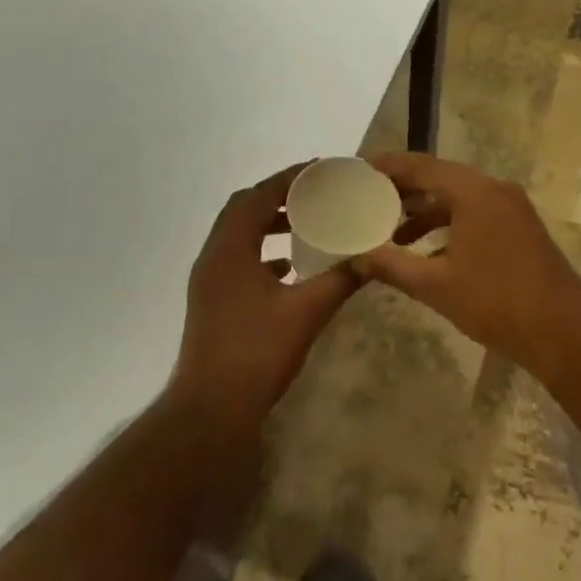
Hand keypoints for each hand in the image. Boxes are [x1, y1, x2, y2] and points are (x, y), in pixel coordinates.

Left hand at [169, 162, 359, 429]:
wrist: (209, 411)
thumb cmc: (256, 354)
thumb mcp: (306, 313)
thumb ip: (340, 279)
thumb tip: (371, 257)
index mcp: (231, 249)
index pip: (259, 195)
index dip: (290, 178)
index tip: (322, 169)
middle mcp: (213, 256)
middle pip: (243, 208)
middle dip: (278, 195)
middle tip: (314, 193)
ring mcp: (209, 280)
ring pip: (238, 234)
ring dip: (268, 222)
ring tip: (304, 223)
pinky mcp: (211, 300)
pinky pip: (237, 258)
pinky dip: (262, 251)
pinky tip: (289, 267)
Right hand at [354, 153, 580, 370]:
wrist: (565, 331)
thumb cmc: (497, 303)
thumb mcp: (436, 286)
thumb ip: (392, 266)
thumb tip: (355, 258)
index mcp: (473, 192)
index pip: (421, 165)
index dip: (386, 165)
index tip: (357, 168)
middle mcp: (493, 188)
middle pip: (439, 176)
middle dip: (403, 187)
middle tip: (367, 196)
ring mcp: (511, 206)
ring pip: (458, 195)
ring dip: (425, 209)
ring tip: (390, 229)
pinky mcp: (519, 226)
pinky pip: (475, 211)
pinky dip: (448, 222)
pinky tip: (427, 250)